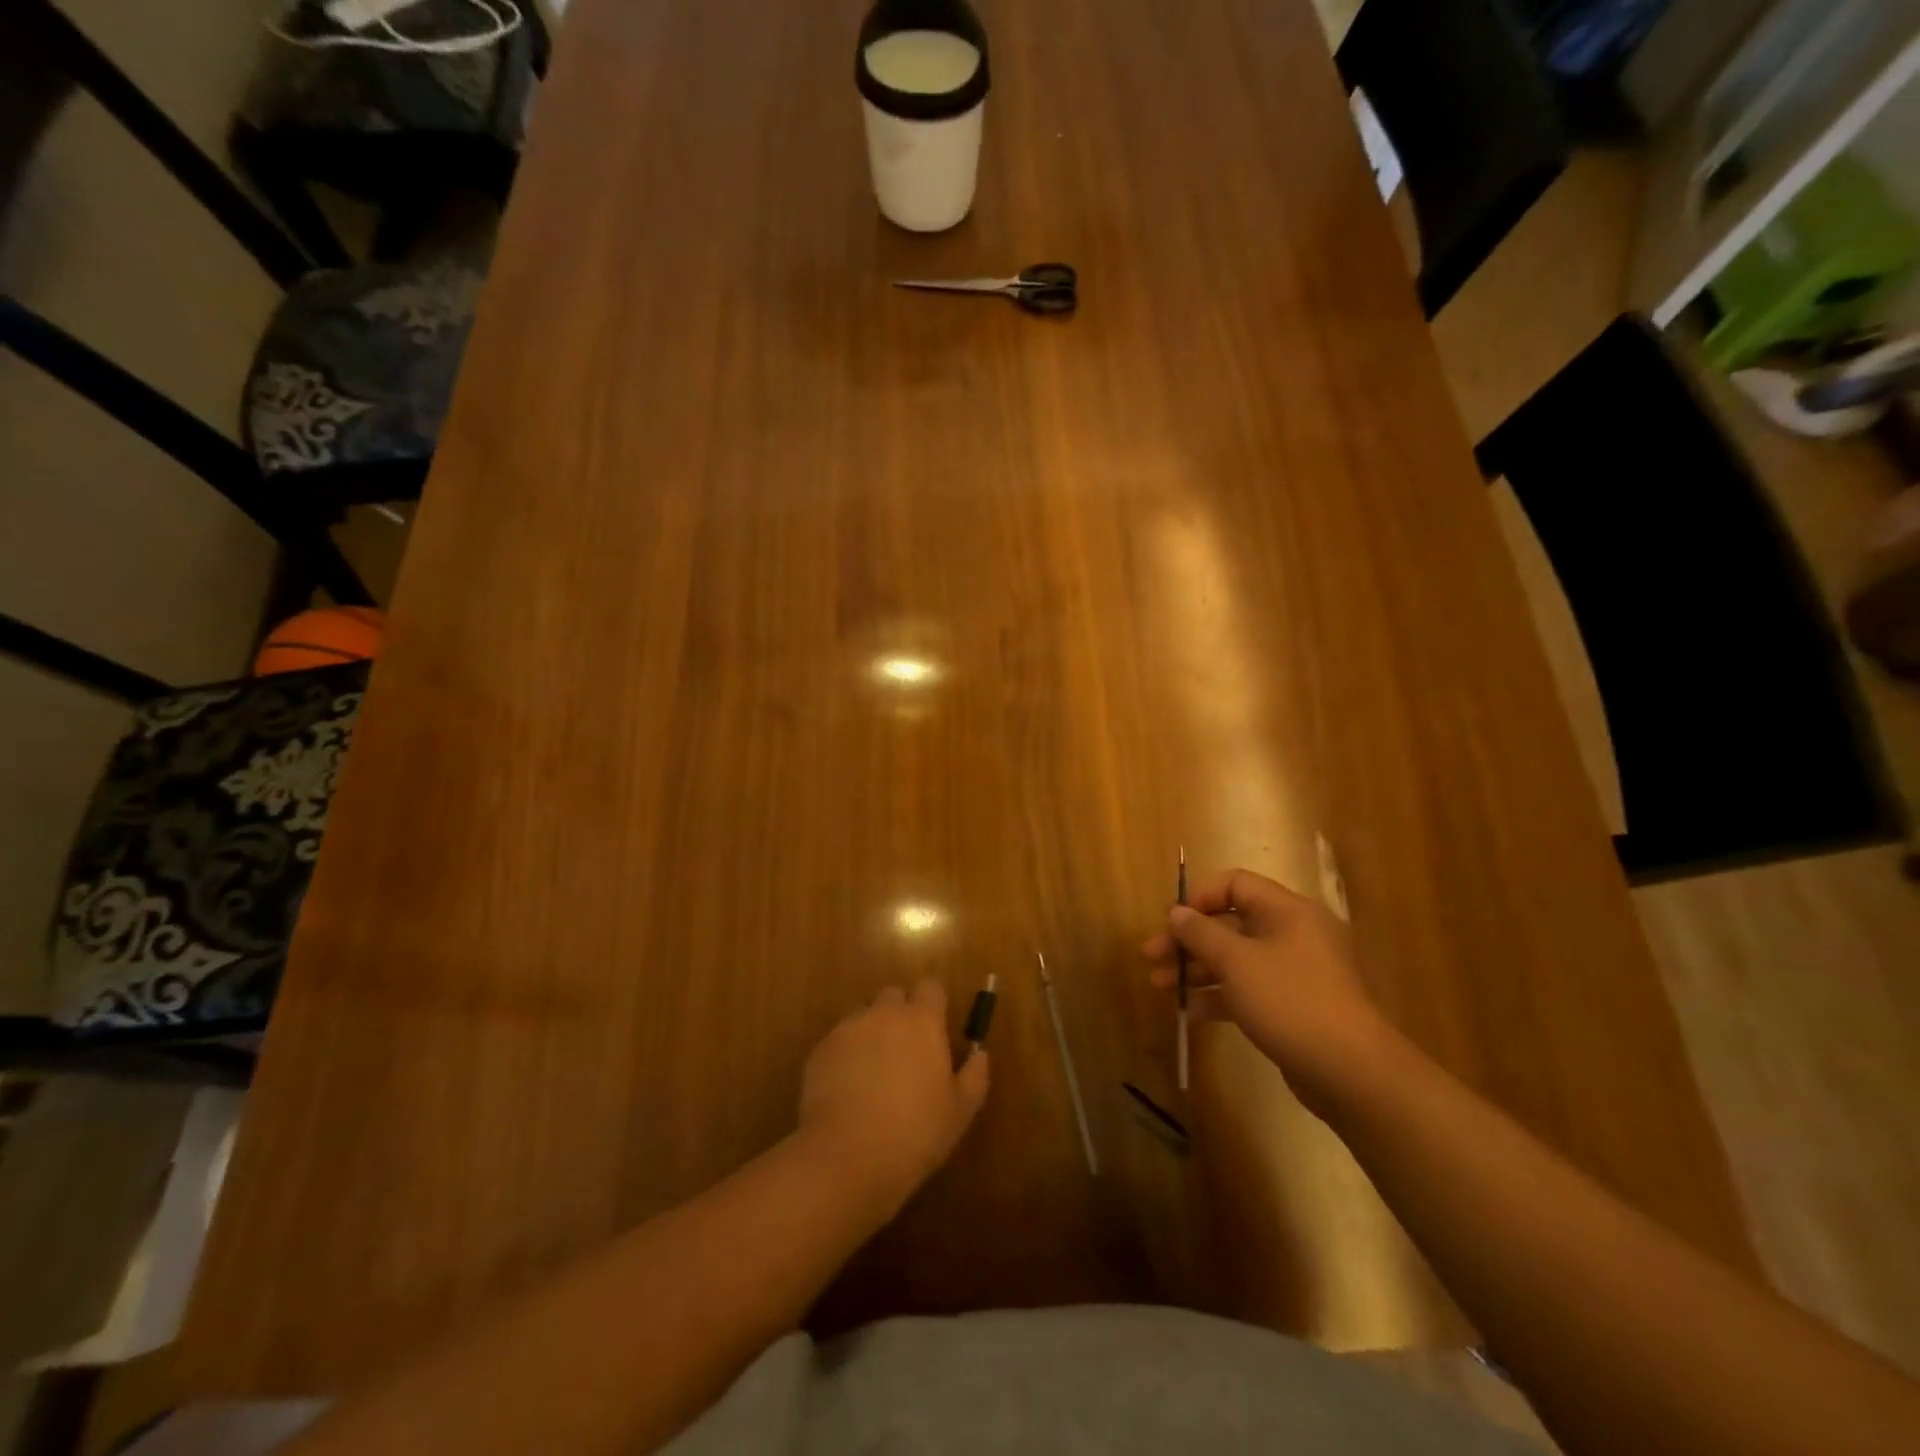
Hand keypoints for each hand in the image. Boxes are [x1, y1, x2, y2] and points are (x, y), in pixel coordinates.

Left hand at [797, 980, 990, 1217]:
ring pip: (864, 1017)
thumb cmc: (915, 1132)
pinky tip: (848, 1090)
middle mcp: (884, 1013)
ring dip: (872, 1034)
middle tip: (905, 1052)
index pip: (931, 988)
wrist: (848, 1156)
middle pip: (894, 996)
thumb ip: (975, 1074)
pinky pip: (839, 1041)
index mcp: (922, 1021)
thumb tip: (979, 1053)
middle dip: (900, 1014)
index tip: (935, 1030)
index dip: (933, 1005)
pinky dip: (846, 1055)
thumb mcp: (960, 1110)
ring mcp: (849, 1029)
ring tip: (873, 1074)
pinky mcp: (821, 1049)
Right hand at [1143, 867, 1389, 1113]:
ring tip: (1161, 986)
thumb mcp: (1237, 962)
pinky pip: (1248, 989)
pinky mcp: (1294, 1006)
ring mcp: (1296, 972)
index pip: (1235, 884)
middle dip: (1188, 940)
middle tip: (1152, 957)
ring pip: (1236, 959)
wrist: (1352, 1072)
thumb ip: (1201, 933)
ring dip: (1197, 969)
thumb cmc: (1291, 1001)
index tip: (1171, 922)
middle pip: (1230, 923)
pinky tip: (1190, 1012)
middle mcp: (1294, 934)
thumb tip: (1177, 912)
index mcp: (1287, 911)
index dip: (1199, 897)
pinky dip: (1219, 995)